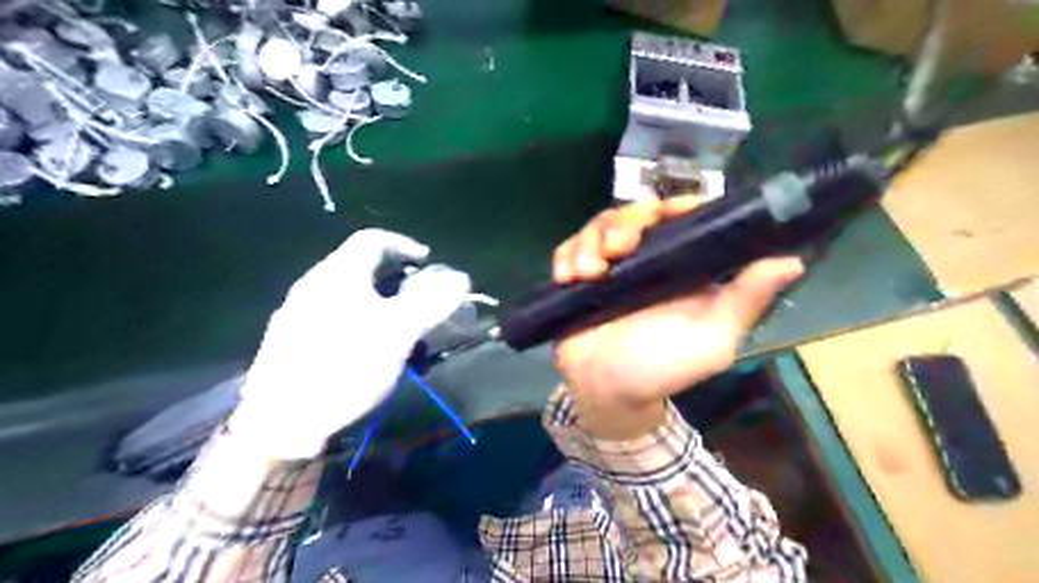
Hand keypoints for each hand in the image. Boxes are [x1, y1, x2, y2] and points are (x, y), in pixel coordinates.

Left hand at [230, 227, 471, 459]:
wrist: (281, 423)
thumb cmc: (345, 367)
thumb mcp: (397, 333)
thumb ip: (430, 302)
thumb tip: (460, 278)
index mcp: (338, 275)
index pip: (373, 239)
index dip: (404, 244)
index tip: (427, 262)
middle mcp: (312, 285)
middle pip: (357, 265)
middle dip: (393, 275)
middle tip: (417, 296)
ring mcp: (295, 313)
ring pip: (344, 292)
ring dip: (375, 299)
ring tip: (396, 325)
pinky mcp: (288, 341)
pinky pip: (330, 315)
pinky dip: (356, 319)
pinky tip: (363, 349)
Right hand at [552, 199, 801, 438]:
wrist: (608, 393)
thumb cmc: (663, 369)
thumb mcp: (712, 340)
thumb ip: (745, 301)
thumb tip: (792, 261)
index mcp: (683, 266)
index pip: (682, 217)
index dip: (675, 206)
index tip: (665, 213)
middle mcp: (648, 259)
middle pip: (635, 213)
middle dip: (622, 223)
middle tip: (616, 250)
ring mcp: (611, 267)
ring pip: (599, 226)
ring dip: (590, 242)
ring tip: (587, 273)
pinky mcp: (580, 277)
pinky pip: (569, 248)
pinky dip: (566, 255)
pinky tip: (568, 277)